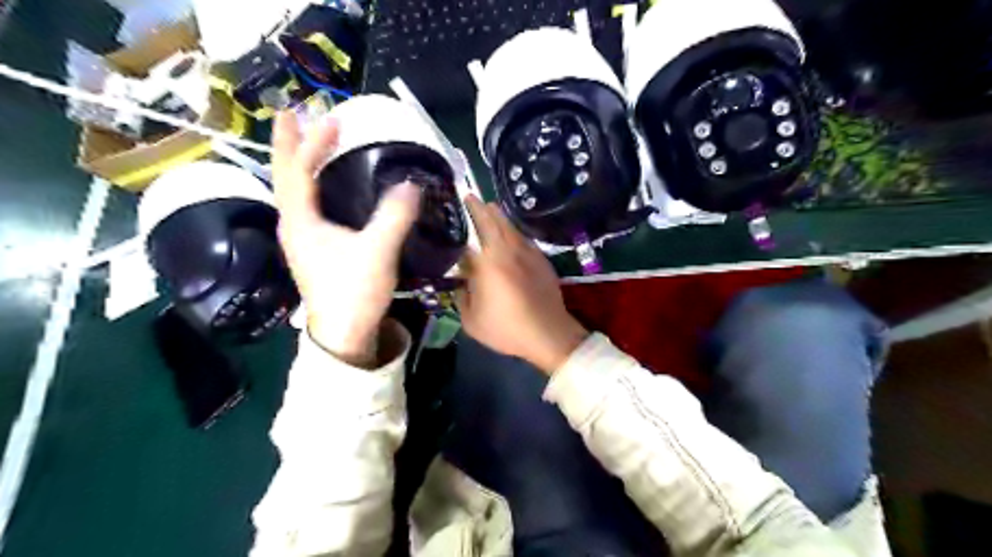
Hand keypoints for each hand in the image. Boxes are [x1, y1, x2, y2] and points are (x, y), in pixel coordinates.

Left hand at [272, 111, 419, 366]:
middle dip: (292, 145)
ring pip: (295, 192)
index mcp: (300, 221)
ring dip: (301, 164)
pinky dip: (312, 186)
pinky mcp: (314, 250)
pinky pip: (307, 206)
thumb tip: (411, 184)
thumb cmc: (354, 292)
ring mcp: (301, 239)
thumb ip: (394, 215)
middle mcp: (293, 226)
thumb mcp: (377, 251)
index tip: (324, 118)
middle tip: (297, 116)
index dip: (308, 142)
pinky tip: (325, 186)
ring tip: (310, 143)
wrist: (344, 334)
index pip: (297, 171)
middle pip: (287, 177)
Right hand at [459, 195, 587, 373]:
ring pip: (512, 228)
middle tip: (473, 198)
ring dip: (500, 217)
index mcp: (489, 262)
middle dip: (483, 207)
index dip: (469, 213)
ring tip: (490, 209)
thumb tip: (462, 277)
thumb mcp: (472, 320)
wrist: (549, 334)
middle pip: (496, 221)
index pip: (477, 229)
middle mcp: (509, 250)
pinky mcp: (542, 261)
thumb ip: (462, 295)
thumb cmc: (507, 329)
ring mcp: (529, 254)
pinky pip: (524, 239)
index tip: (462, 200)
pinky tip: (511, 235)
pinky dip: (514, 232)